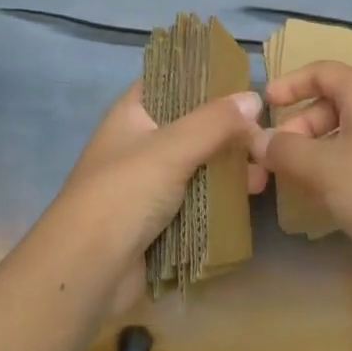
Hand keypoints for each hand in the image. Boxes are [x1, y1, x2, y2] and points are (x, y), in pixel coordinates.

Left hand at [49, 81, 262, 311]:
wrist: (85, 273)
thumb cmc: (123, 194)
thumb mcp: (171, 148)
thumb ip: (215, 122)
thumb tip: (255, 99)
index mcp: (133, 113)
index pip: (171, 80)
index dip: (204, 76)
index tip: (244, 78)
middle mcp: (141, 142)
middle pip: (192, 124)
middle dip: (228, 128)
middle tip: (266, 130)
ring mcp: (150, 183)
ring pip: (199, 163)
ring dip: (230, 164)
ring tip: (266, 167)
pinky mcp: (160, 219)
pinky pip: (198, 197)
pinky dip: (223, 195)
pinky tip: (253, 193)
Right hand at [250, 61, 351, 271]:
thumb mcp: (321, 168)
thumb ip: (284, 150)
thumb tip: (255, 139)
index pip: (321, 72)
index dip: (289, 84)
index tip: (264, 104)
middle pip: (331, 103)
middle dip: (298, 126)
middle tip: (274, 155)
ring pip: (343, 132)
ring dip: (313, 150)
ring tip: (292, 179)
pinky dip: (334, 166)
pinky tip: (321, 196)